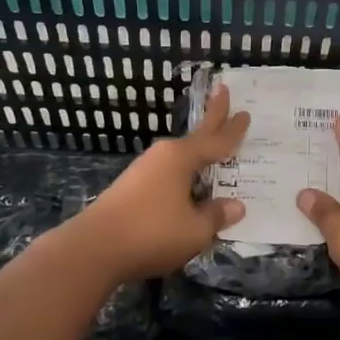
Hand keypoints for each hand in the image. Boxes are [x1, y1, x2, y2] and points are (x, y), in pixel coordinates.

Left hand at [74, 85, 249, 281]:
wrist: (93, 249)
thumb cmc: (151, 233)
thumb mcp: (195, 230)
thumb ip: (216, 216)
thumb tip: (236, 206)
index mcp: (181, 158)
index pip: (216, 141)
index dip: (234, 130)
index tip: (246, 113)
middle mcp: (163, 156)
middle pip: (196, 135)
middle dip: (213, 115)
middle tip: (223, 90)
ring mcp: (144, 171)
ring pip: (180, 157)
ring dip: (197, 151)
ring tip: (213, 151)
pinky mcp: (132, 188)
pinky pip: (168, 174)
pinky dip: (184, 174)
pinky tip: (188, 186)